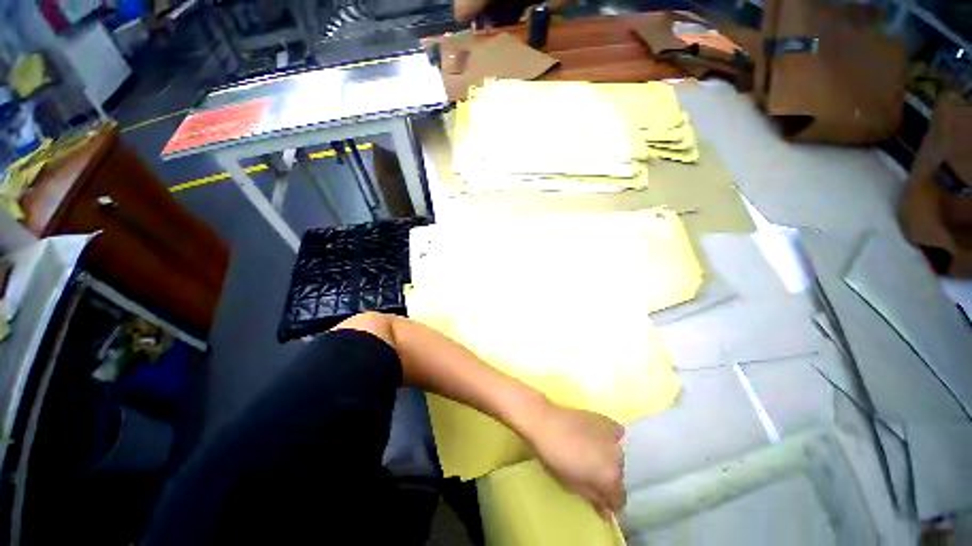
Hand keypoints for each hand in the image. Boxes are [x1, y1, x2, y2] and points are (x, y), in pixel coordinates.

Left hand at [523, 404, 625, 518]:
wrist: (544, 421)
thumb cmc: (554, 456)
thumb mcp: (573, 485)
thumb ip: (594, 498)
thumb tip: (607, 511)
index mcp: (611, 476)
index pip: (619, 498)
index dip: (610, 502)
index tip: (600, 500)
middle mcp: (618, 457)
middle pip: (619, 475)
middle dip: (608, 479)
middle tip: (591, 475)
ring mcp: (613, 436)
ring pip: (618, 456)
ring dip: (609, 460)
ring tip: (591, 455)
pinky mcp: (606, 420)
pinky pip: (617, 435)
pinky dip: (612, 440)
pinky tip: (598, 440)